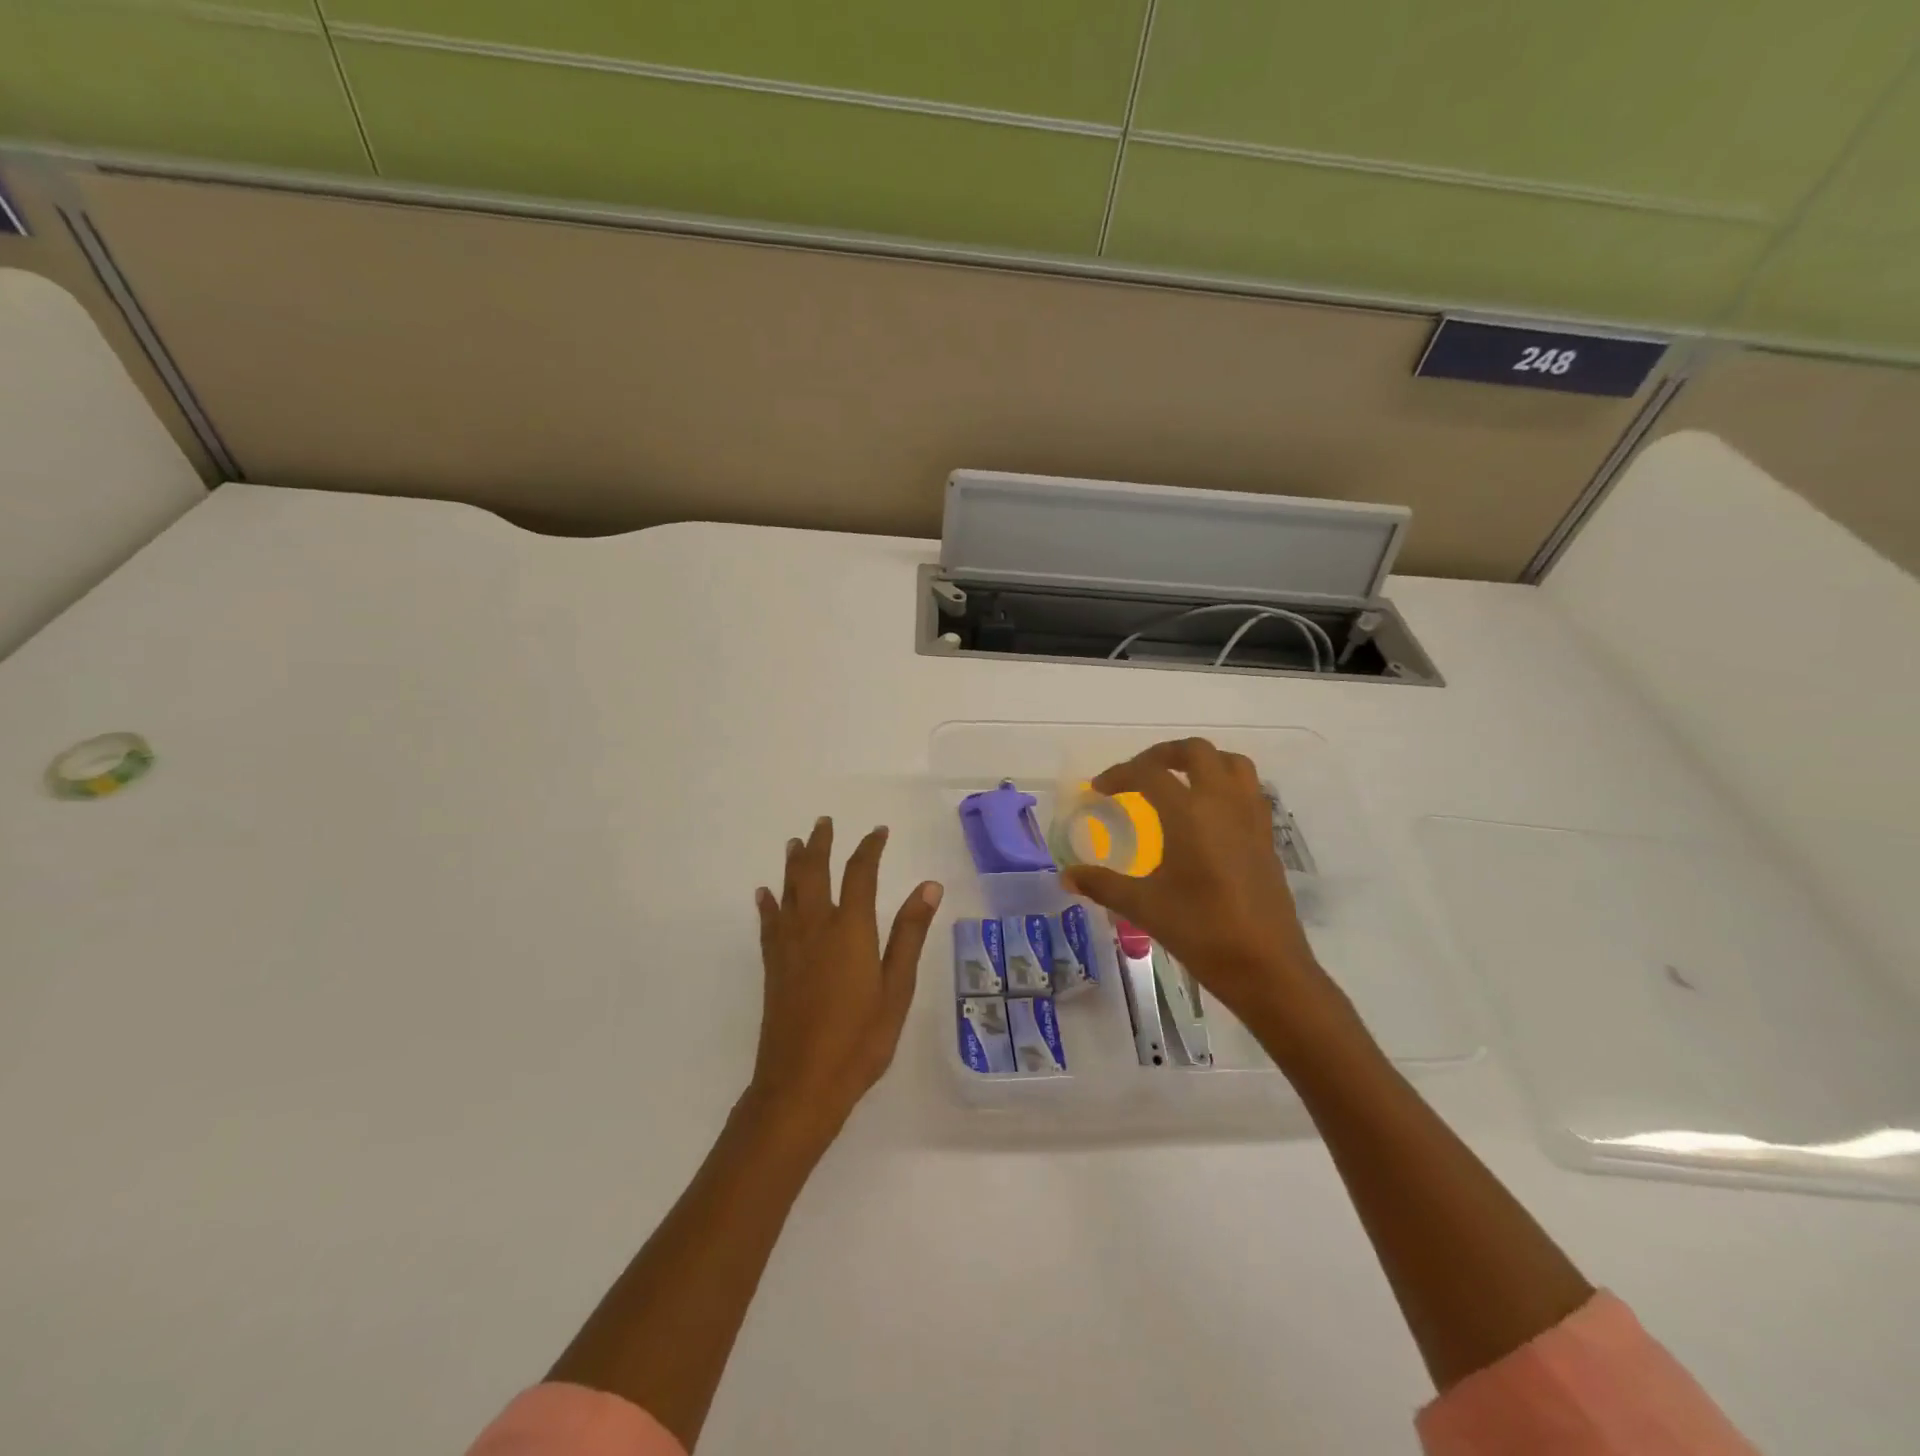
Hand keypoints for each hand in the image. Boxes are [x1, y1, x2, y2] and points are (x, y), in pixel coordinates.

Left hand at [747, 817, 942, 1141]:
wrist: (802, 1084)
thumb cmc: (860, 1039)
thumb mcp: (897, 988)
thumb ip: (909, 934)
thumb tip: (929, 886)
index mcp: (850, 929)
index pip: (860, 874)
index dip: (869, 848)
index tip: (878, 831)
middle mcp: (816, 927)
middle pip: (814, 873)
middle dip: (820, 845)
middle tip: (824, 823)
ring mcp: (789, 947)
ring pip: (789, 892)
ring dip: (794, 864)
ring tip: (796, 843)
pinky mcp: (773, 967)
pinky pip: (769, 923)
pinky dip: (768, 903)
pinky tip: (765, 893)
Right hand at [1060, 738, 1342, 1044]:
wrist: (1266, 966)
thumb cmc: (1201, 931)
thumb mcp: (1143, 907)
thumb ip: (1102, 884)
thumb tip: (1065, 876)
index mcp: (1189, 814)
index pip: (1149, 773)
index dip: (1119, 774)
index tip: (1099, 789)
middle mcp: (1223, 804)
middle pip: (1196, 752)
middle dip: (1162, 755)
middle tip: (1138, 774)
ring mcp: (1251, 818)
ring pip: (1231, 764)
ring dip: (1201, 762)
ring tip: (1177, 781)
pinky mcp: (1266, 837)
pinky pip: (1249, 790)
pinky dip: (1225, 785)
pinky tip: (1208, 815)